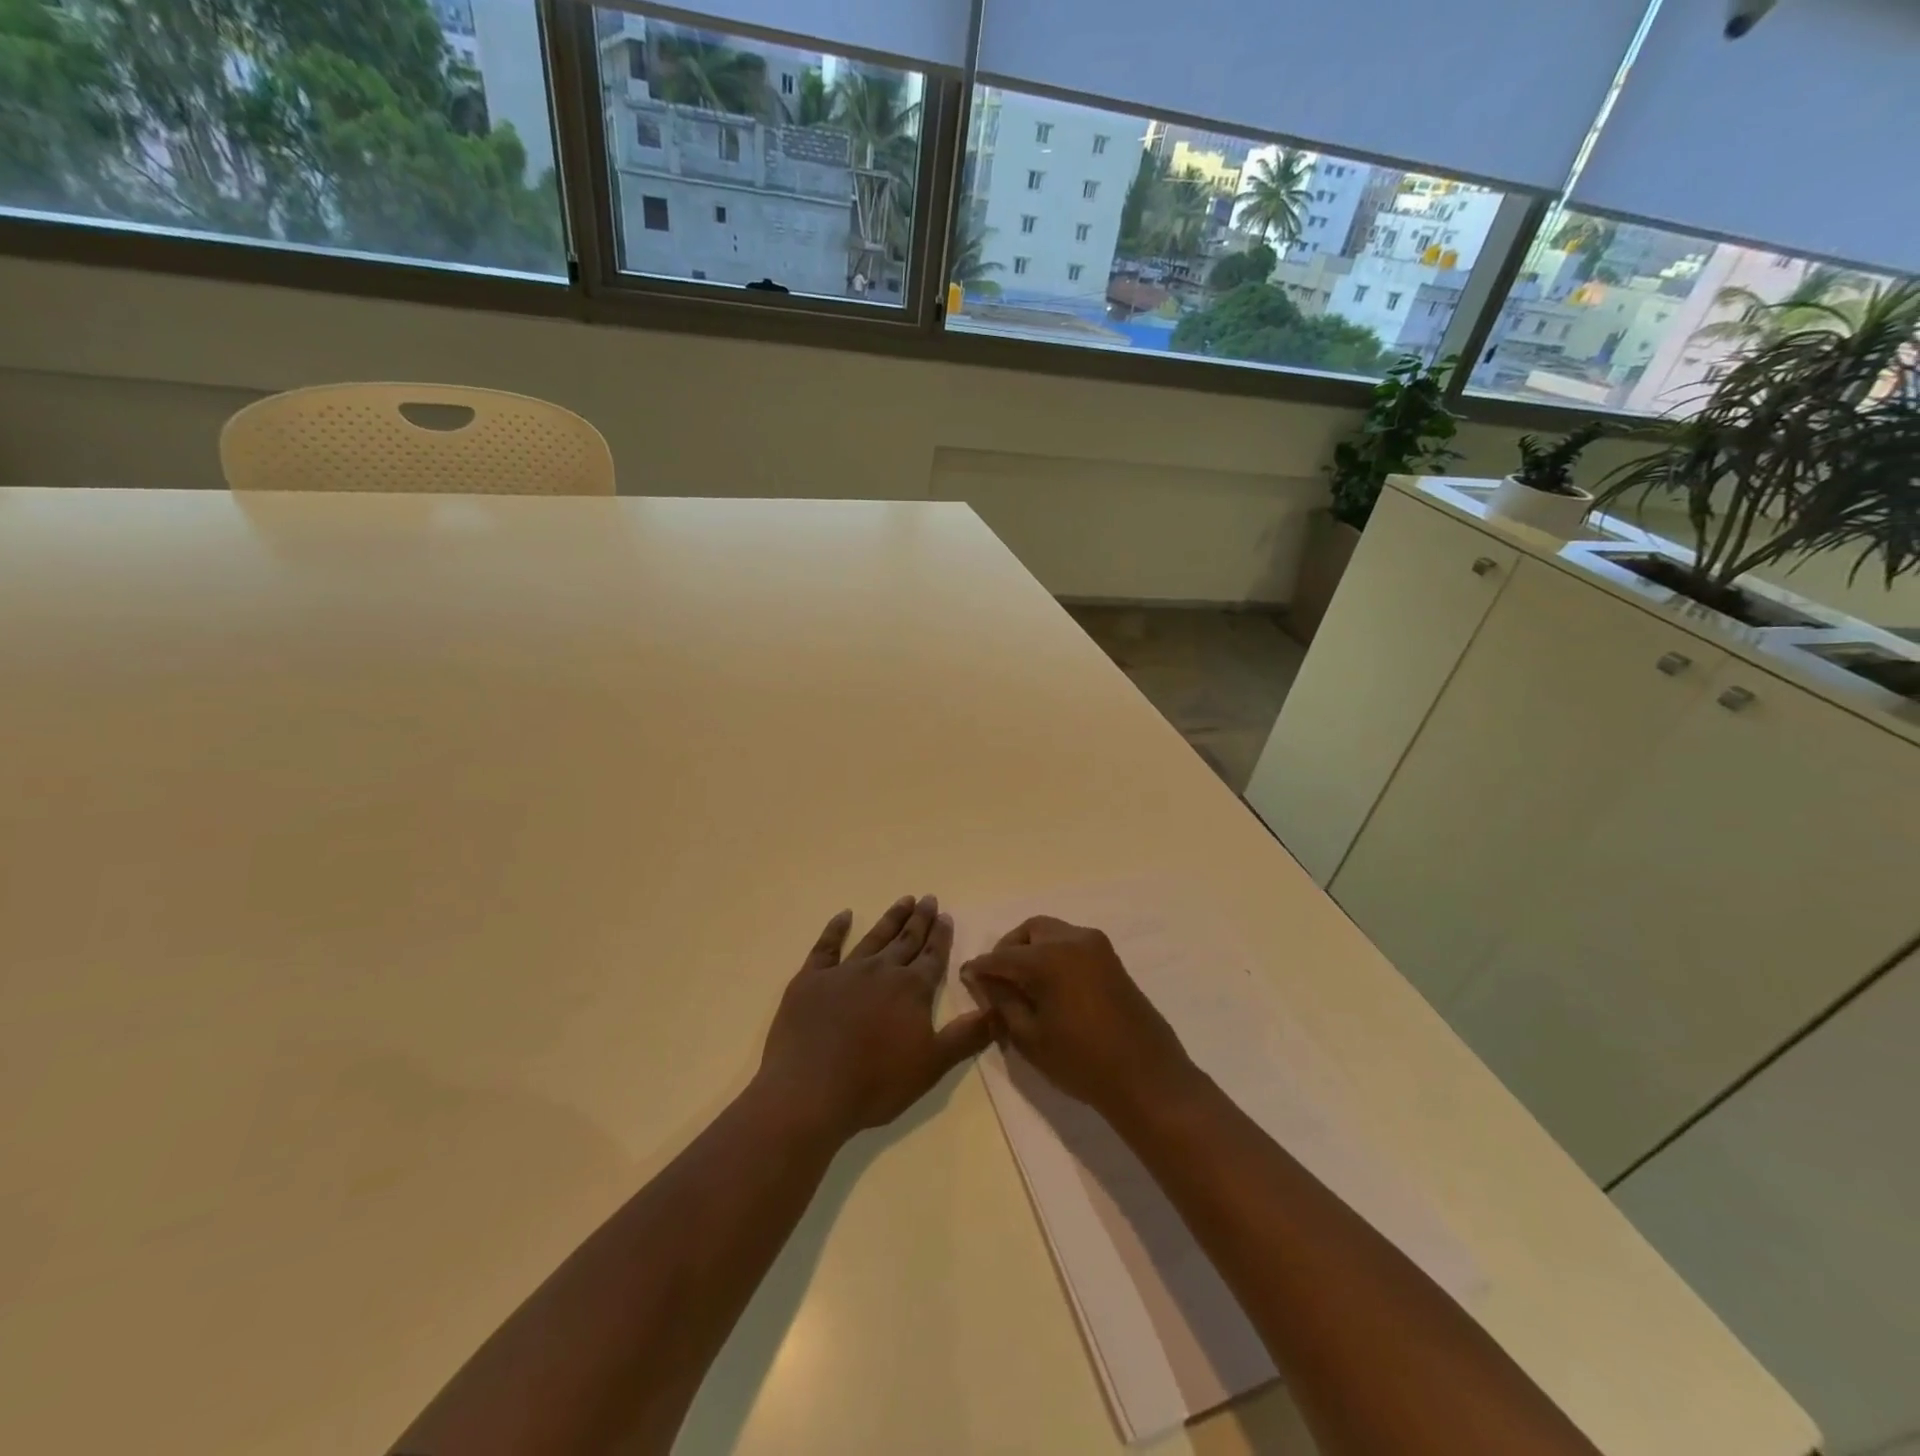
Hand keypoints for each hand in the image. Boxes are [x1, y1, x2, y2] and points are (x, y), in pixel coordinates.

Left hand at [757, 895, 992, 1141]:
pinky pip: (826, 946)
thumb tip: (1000, 1010)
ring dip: (891, 918)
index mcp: (912, 990)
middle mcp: (882, 971)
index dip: (941, 936)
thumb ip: (967, 1036)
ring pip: (874, 937)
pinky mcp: (811, 979)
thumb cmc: (876, 1083)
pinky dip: (836, 929)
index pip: (932, 956)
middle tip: (929, 899)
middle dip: (920, 920)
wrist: (811, 1091)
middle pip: (906, 940)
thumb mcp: (932, 1066)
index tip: (946, 916)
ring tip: (904, 900)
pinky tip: (844, 915)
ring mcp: (844, 972)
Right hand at [960, 917, 1198, 1123]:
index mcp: (1048, 957)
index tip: (966, 978)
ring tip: (1022, 984)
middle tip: (997, 979)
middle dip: (1008, 949)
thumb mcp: (1029, 1036)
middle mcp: (1072, 939)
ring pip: (1052, 933)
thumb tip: (983, 980)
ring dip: (1032, 949)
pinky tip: (1049, 985)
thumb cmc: (1081, 1062)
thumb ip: (1002, 1001)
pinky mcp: (1111, 958)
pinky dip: (1053, 954)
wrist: (1146, 1077)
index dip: (981, 968)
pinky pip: (1072, 944)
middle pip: (1029, 931)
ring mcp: (1096, 946)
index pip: (1002, 956)